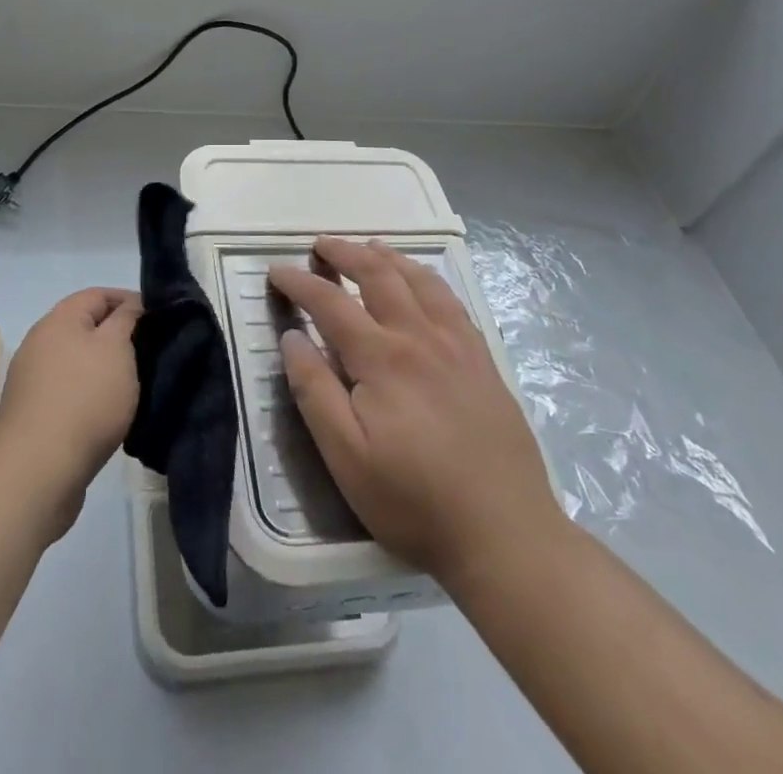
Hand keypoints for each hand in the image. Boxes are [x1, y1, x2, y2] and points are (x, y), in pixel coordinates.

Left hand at [0, 288, 141, 537]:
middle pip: (86, 327)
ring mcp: (33, 380)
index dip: (130, 300)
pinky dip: (91, 395)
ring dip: (105, 368)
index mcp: (59, 319)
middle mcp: (40, 342)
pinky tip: (110, 415)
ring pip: (78, 361)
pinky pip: (70, 391)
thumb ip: (127, 319)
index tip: (158, 318)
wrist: (37, 471)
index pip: (98, 294)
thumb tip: (130, 305)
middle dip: (118, 336)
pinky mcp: (34, 414)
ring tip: (135, 385)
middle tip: (150, 352)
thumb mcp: (117, 348)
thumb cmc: (84, 399)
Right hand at [269, 238, 561, 587]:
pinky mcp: (482, 360)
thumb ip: (314, 391)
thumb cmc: (414, 500)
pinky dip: (427, 278)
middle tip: (320, 246)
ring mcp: (457, 345)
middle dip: (344, 253)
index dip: (299, 282)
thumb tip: (292, 337)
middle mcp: (419, 337)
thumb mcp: (346, 457)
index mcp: (382, 358)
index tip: (276, 271)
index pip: (330, 302)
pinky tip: (422, 281)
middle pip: (378, 275)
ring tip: (368, 247)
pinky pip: (452, 301)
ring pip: (418, 280)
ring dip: (387, 257)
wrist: (506, 535)